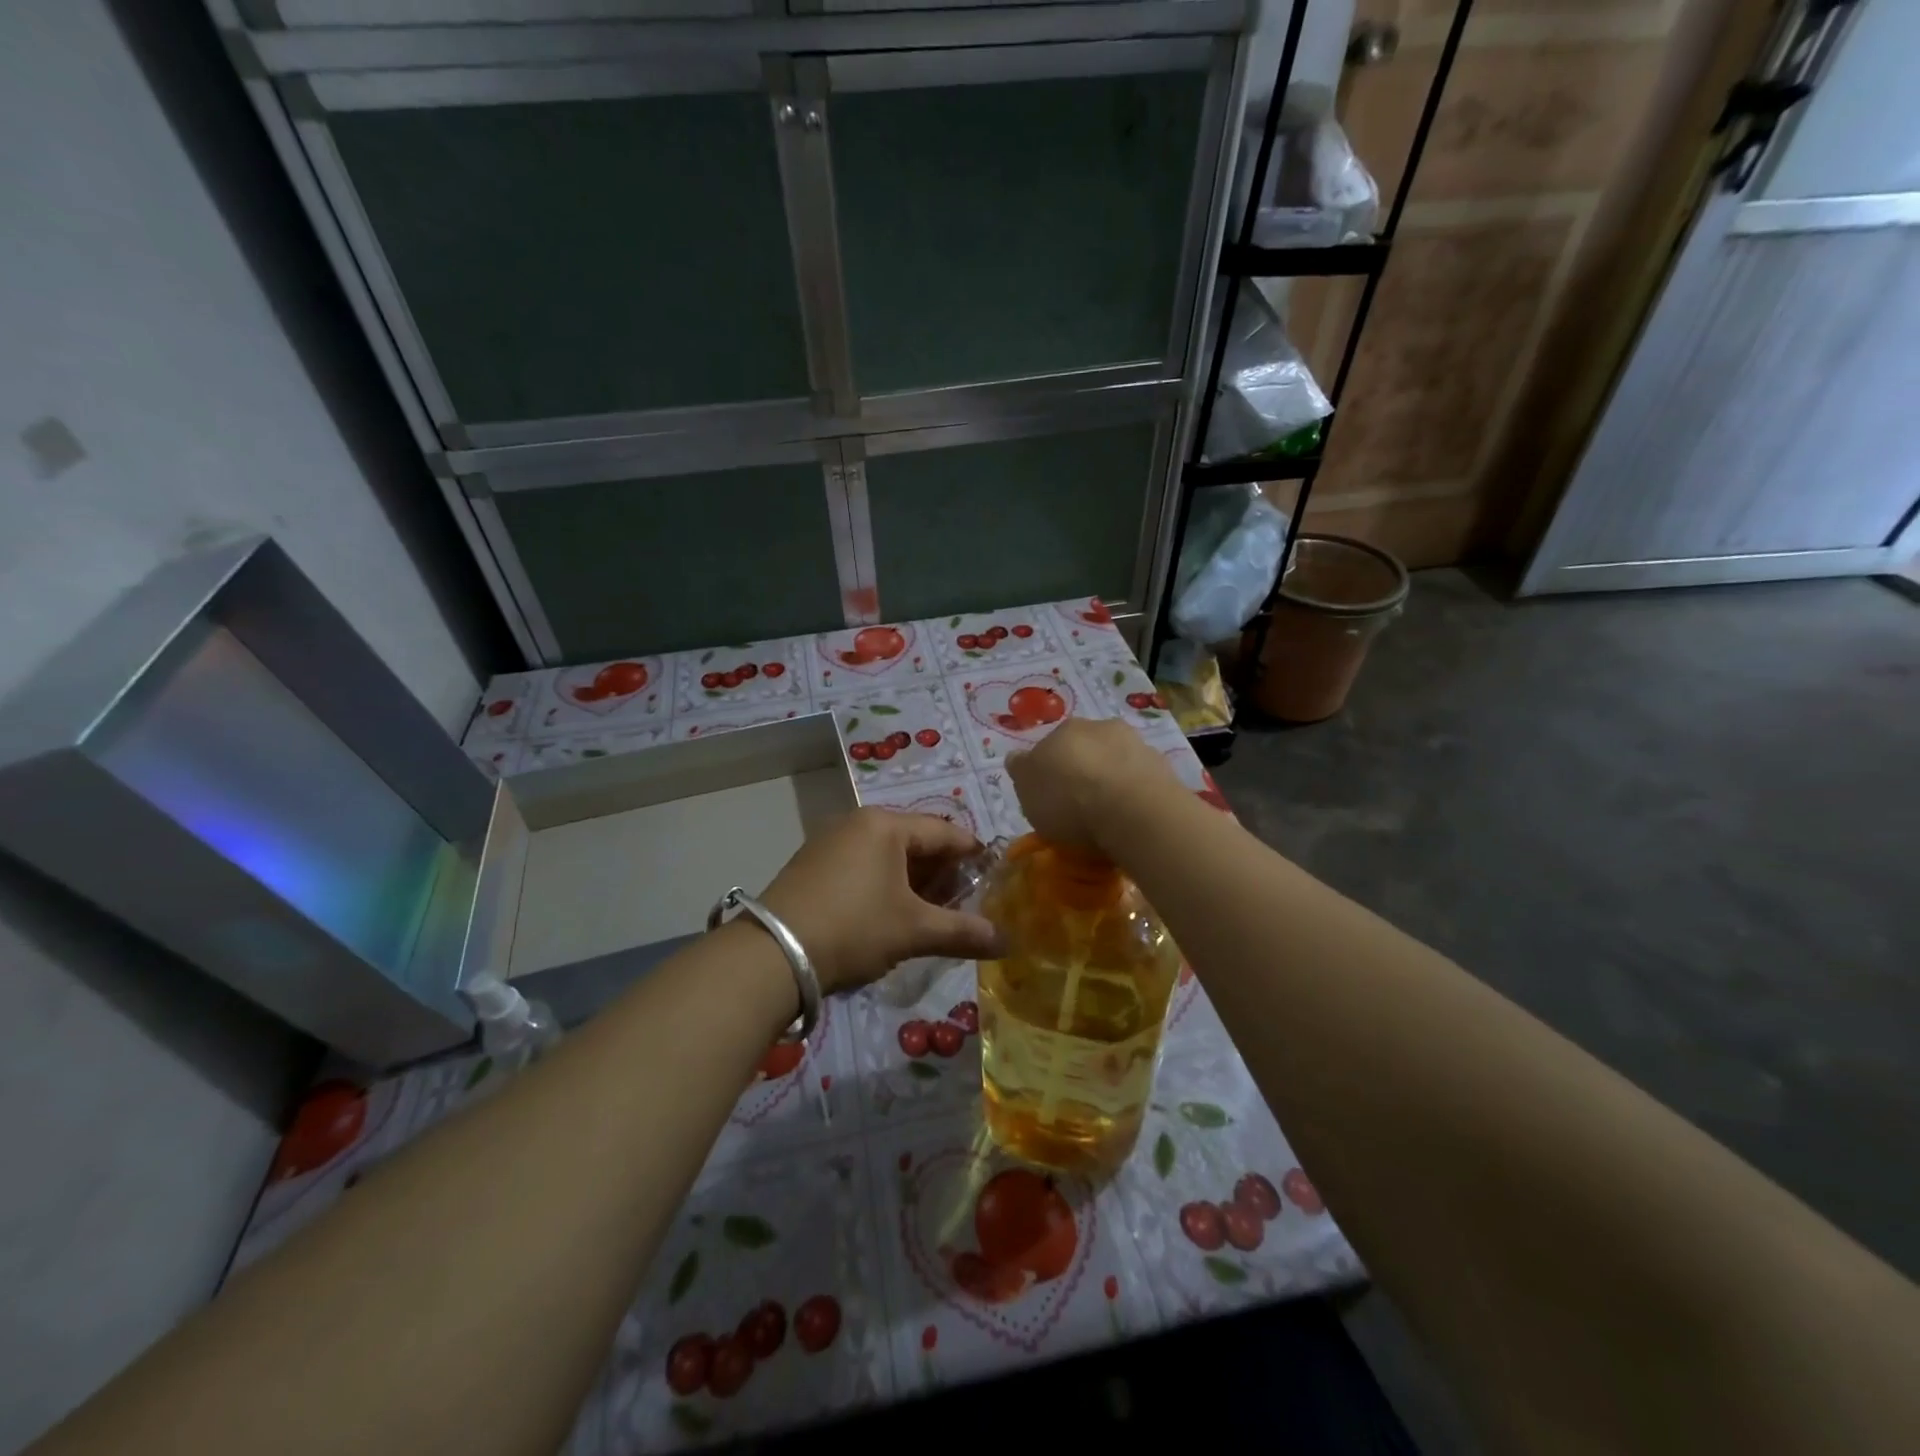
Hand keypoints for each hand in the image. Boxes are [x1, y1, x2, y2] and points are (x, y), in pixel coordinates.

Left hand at [759, 808, 1003, 994]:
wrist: (773, 953)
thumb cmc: (854, 927)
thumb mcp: (914, 930)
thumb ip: (963, 932)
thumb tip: (1007, 942)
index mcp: (885, 825)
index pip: (944, 831)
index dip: (972, 853)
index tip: (993, 875)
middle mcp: (857, 823)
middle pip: (915, 841)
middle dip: (942, 871)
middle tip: (963, 901)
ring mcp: (830, 842)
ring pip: (887, 855)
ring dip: (913, 880)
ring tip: (930, 912)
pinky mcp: (812, 865)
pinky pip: (862, 865)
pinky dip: (884, 884)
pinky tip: (889, 913)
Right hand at [1006, 718, 1182, 855]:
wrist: (1133, 811)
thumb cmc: (1069, 800)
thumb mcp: (1026, 790)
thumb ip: (1021, 771)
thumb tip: (1017, 757)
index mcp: (1062, 729)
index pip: (1049, 746)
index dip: (1048, 771)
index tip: (1050, 797)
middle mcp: (1100, 727)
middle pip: (1085, 750)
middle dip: (1081, 771)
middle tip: (1079, 806)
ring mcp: (1136, 744)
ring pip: (1115, 761)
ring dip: (1110, 780)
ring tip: (1108, 816)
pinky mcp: (1163, 767)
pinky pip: (1140, 780)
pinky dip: (1133, 794)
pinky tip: (1130, 817)